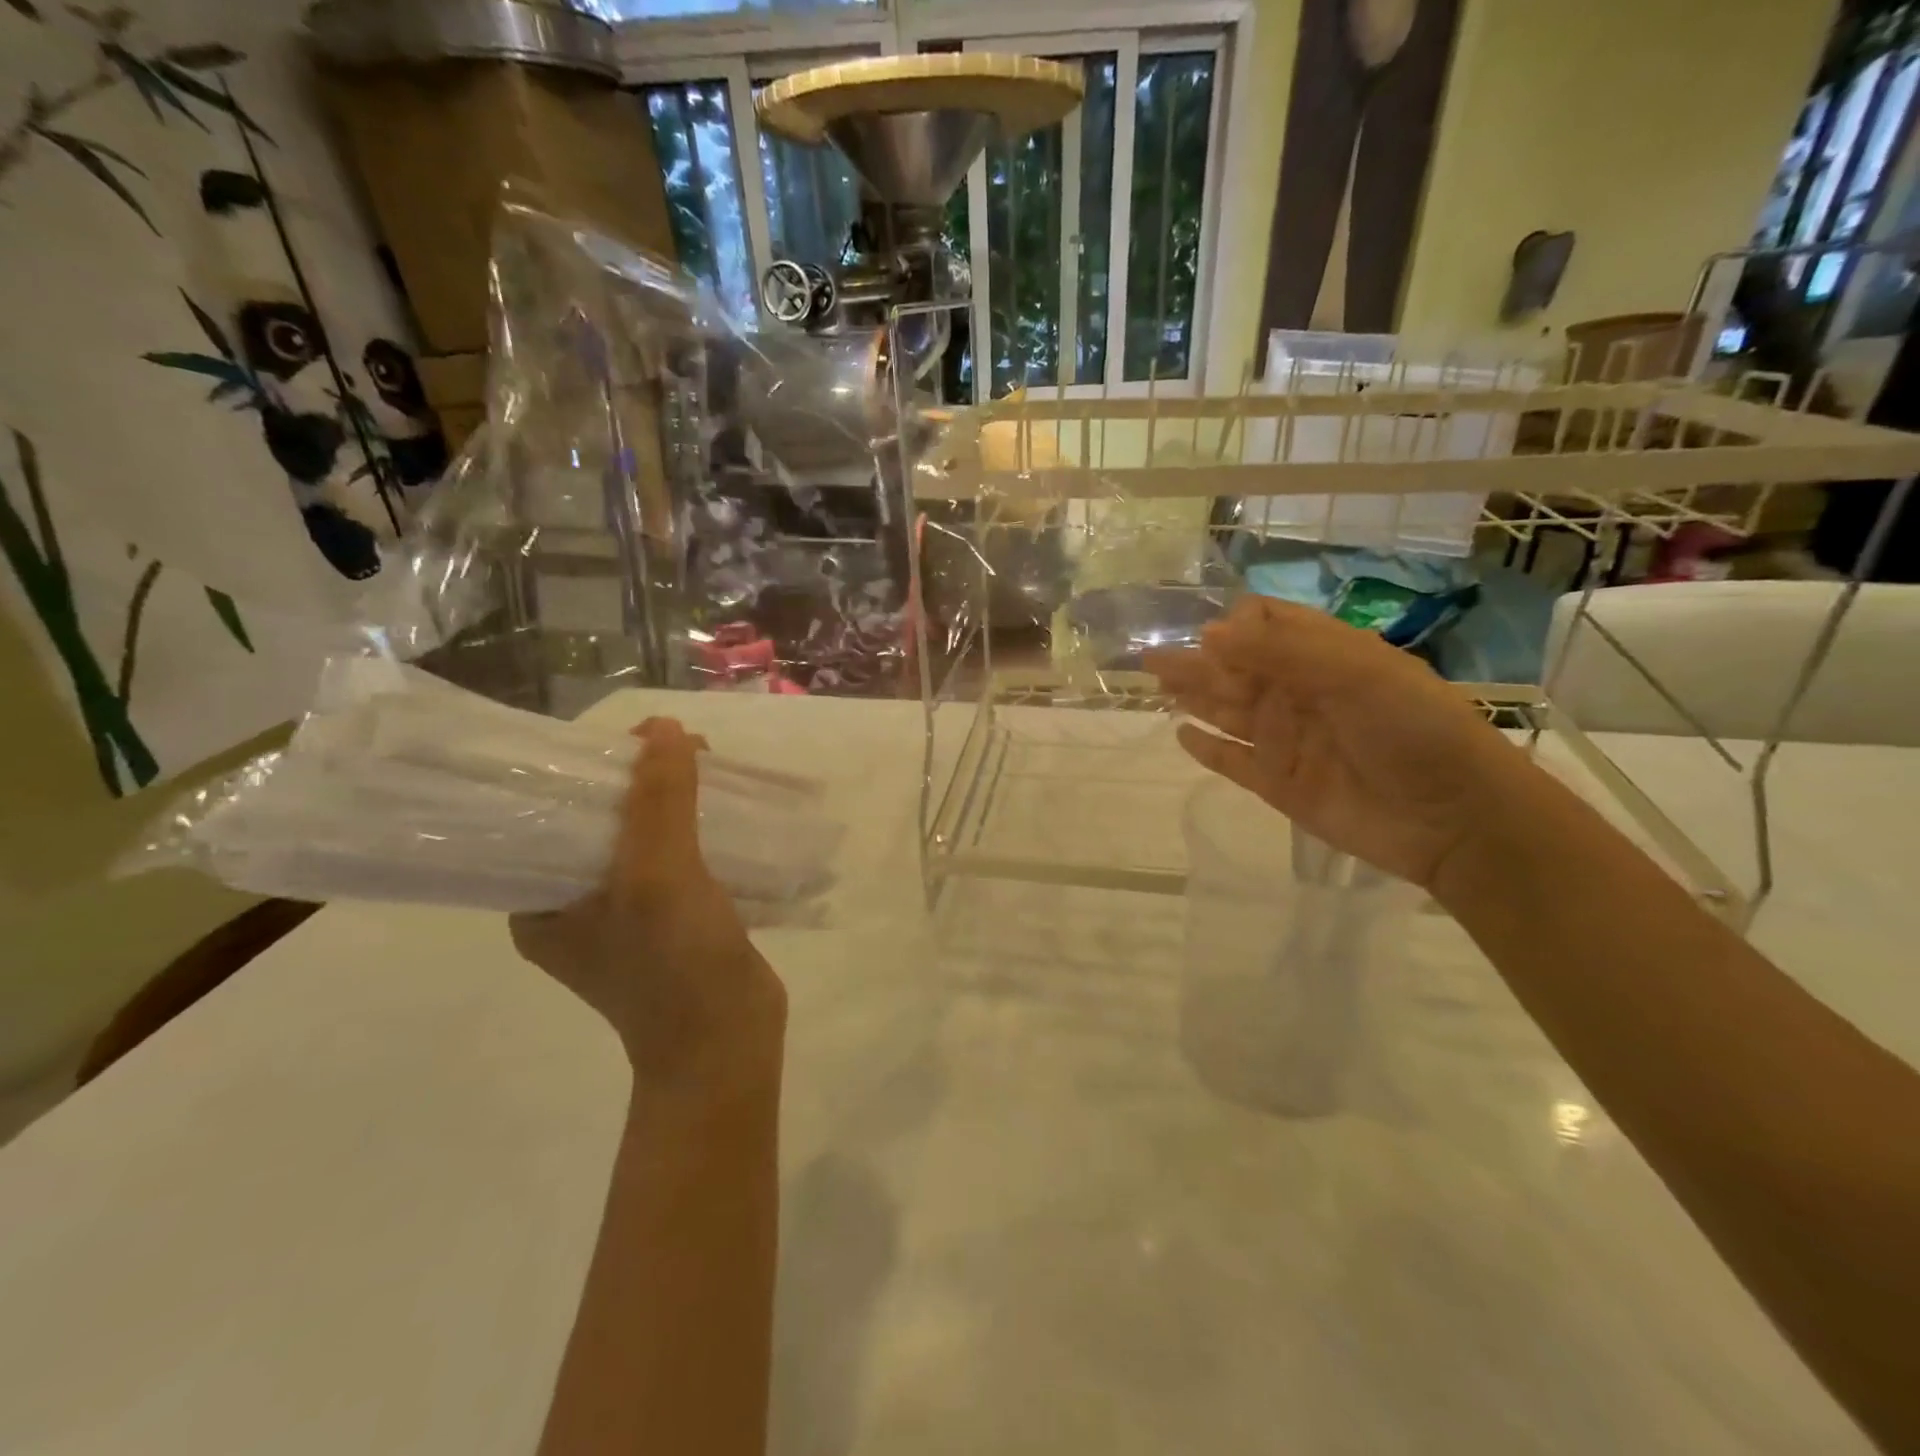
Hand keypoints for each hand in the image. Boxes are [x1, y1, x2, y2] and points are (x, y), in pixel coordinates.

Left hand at [511, 718, 785, 1091]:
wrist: (729, 1044)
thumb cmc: (675, 966)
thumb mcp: (659, 874)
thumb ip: (660, 799)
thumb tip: (664, 729)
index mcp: (540, 902)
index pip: (550, 814)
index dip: (589, 769)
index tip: (635, 740)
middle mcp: (574, 904)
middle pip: (603, 820)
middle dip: (642, 780)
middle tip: (685, 749)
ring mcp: (626, 913)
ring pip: (647, 835)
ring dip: (677, 801)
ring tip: (710, 766)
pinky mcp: (671, 918)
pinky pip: (679, 856)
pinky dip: (699, 827)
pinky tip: (726, 808)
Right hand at [1147, 596, 1528, 891]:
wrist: (1454, 817)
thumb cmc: (1413, 728)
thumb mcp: (1354, 673)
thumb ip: (1280, 652)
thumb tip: (1208, 634)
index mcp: (1322, 656)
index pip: (1265, 627)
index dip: (1232, 626)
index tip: (1203, 633)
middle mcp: (1298, 693)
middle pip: (1235, 670)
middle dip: (1195, 661)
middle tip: (1149, 659)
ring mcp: (1285, 740)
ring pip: (1226, 711)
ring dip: (1193, 696)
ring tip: (1154, 684)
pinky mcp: (1277, 784)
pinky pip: (1232, 761)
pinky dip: (1207, 749)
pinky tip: (1181, 734)